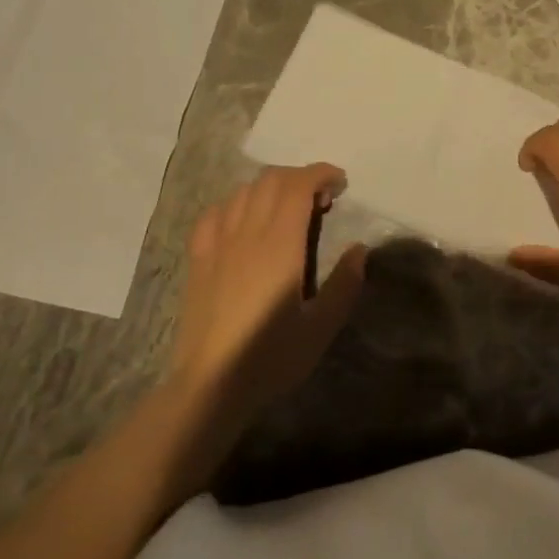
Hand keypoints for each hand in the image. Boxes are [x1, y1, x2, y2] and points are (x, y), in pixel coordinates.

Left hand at [167, 163, 365, 416]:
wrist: (210, 384)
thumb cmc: (271, 356)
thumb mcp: (321, 327)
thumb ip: (345, 284)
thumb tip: (359, 250)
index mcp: (280, 244)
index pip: (297, 185)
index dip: (321, 173)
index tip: (341, 183)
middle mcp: (247, 233)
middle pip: (271, 180)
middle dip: (300, 177)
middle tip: (321, 200)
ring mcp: (218, 243)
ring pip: (242, 191)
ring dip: (270, 188)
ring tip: (287, 210)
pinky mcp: (198, 259)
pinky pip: (215, 213)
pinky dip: (236, 204)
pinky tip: (244, 222)